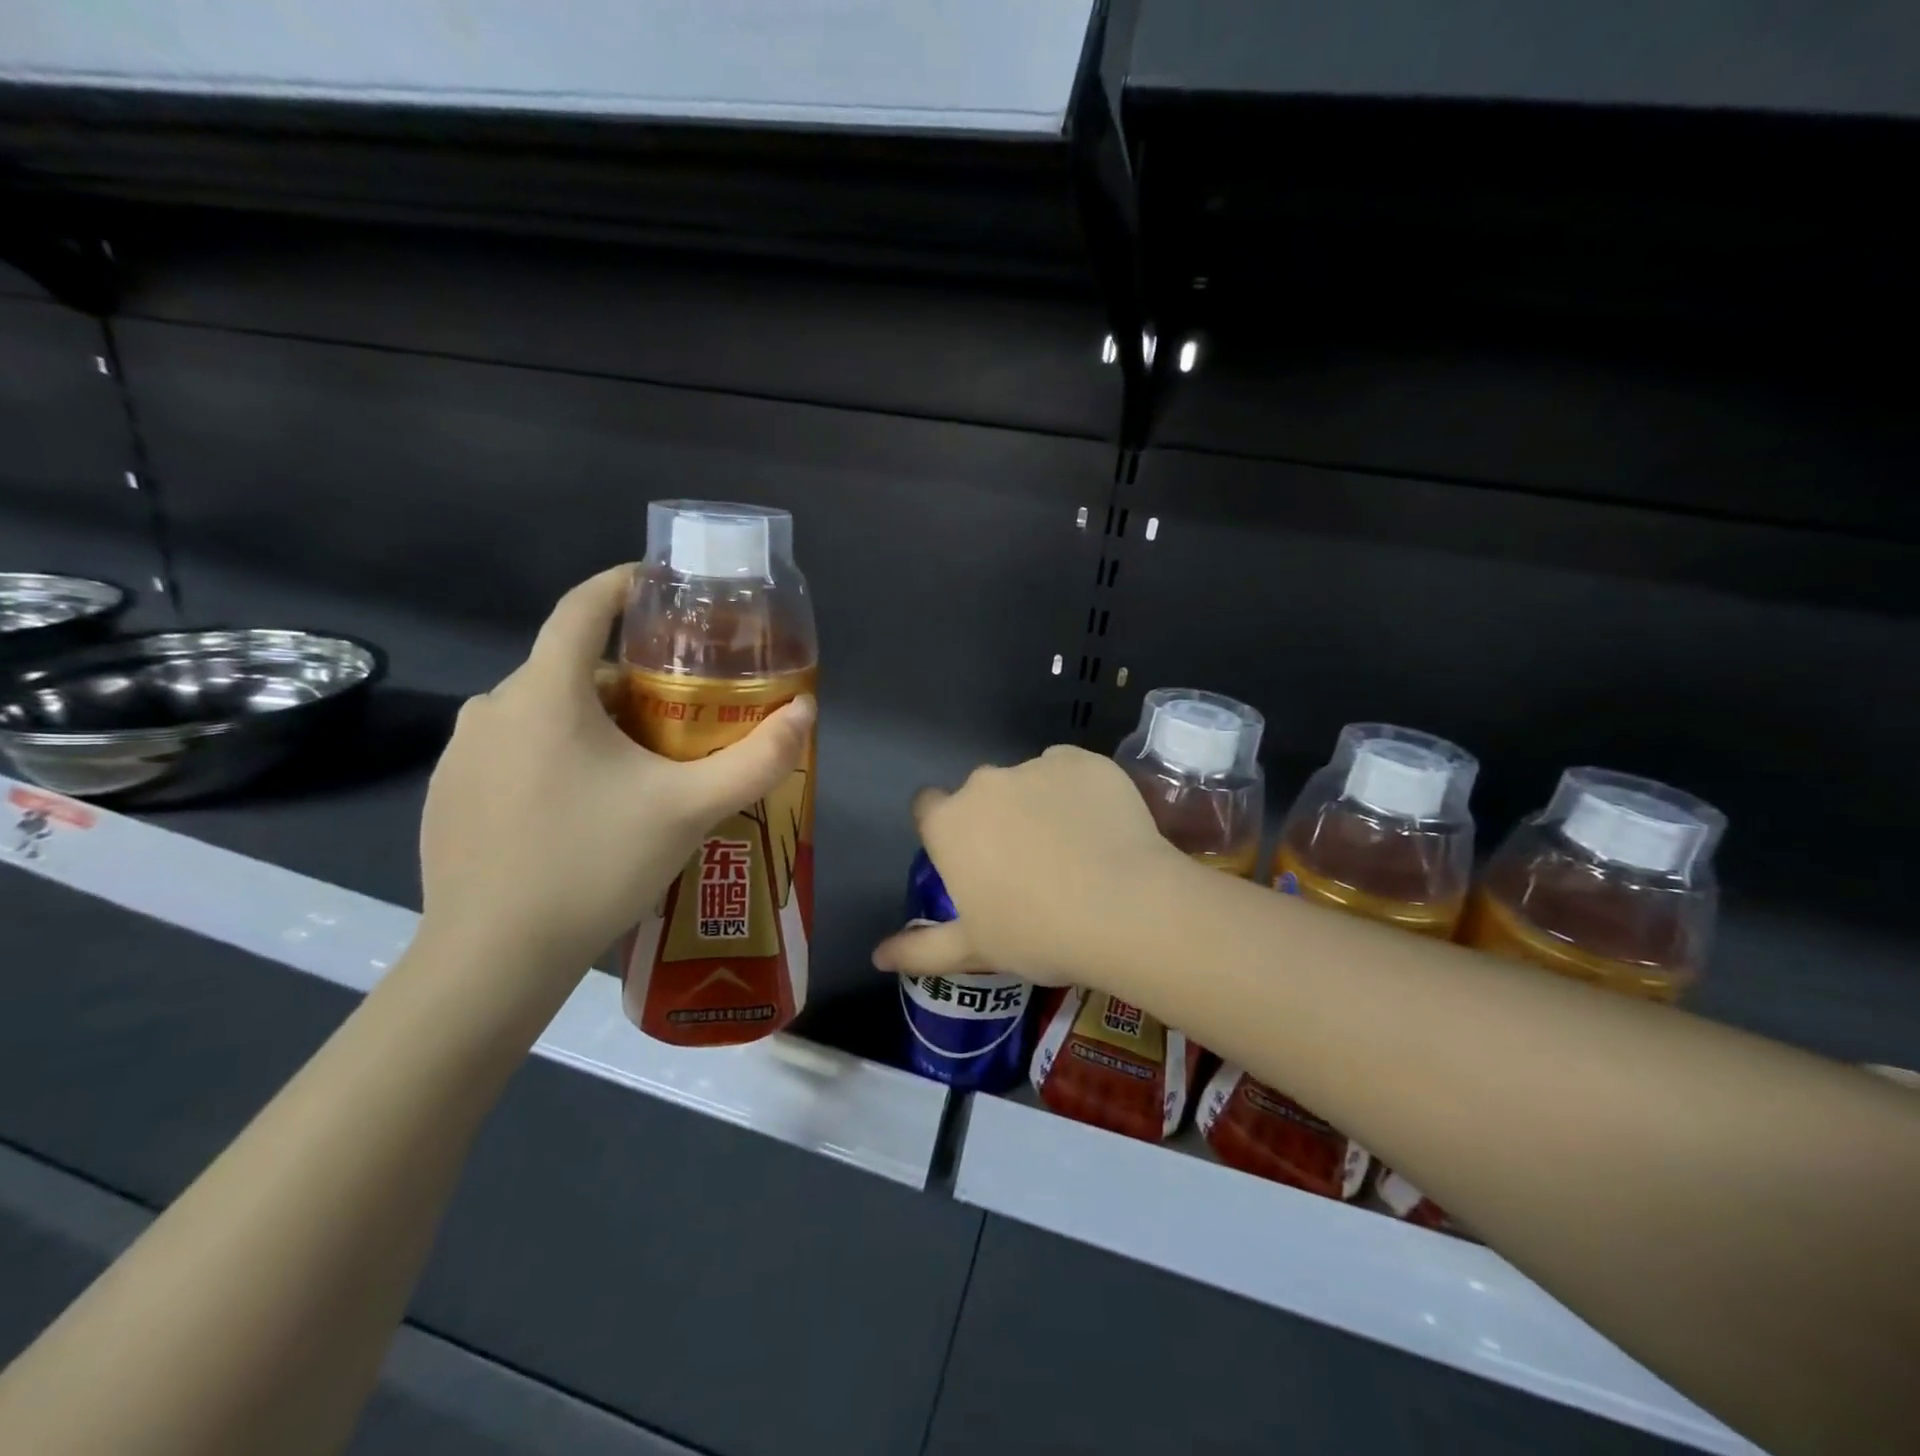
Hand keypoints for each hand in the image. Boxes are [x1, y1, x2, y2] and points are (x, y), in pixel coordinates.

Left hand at [416, 566, 813, 993]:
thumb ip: (757, 758)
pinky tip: (582, 811)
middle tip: (679, 716)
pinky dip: (553, 757)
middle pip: (571, 668)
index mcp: (546, 692)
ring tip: (638, 769)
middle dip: (628, 681)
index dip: (624, 585)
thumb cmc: (595, 865)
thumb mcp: (691, 809)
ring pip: (543, 713)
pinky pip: (513, 751)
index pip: (583, 606)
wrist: (493, 958)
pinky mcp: (446, 794)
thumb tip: (806, 711)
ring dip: (592, 723)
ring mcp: (461, 752)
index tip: (663, 586)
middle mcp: (492, 706)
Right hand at [871, 745, 1183, 985]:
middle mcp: (985, 783)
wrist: (1124, 908)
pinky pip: (1070, 771)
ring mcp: (1036, 765)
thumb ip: (921, 949)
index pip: (927, 808)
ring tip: (1074, 849)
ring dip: (1038, 804)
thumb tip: (877, 956)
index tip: (970, 858)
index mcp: (950, 823)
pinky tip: (1101, 827)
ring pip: (1028, 781)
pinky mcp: (1084, 760)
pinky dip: (1078, 792)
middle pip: (980, 795)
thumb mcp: (974, 948)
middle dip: (995, 819)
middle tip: (1027, 863)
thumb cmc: (1037, 933)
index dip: (945, 830)